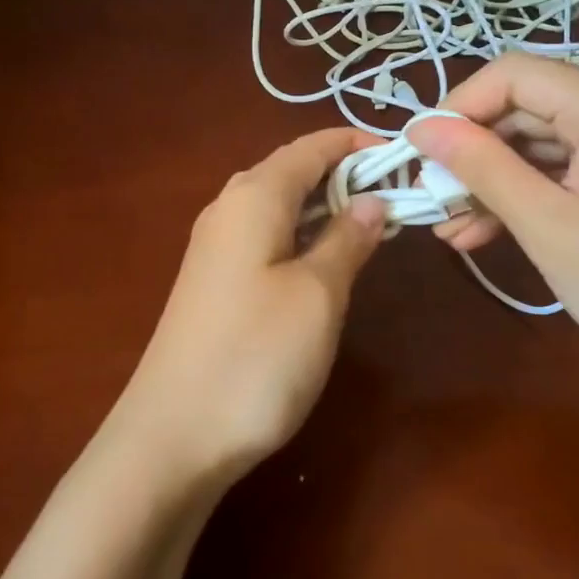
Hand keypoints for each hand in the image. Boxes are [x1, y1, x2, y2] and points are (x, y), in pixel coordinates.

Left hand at [114, 128, 387, 489]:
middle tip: (398, 196)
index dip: (357, 144)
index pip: (311, 146)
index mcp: (253, 196)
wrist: (173, 435)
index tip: (405, 155)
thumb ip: (347, 239)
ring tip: (374, 226)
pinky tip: (327, 263)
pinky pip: (266, 238)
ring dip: (326, 208)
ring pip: (279, 206)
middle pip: (293, 171)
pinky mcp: (214, 283)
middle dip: (345, 175)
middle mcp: (228, 209)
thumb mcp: (319, 294)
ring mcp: (216, 248)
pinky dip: (303, 237)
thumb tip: (371, 200)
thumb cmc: (256, 355)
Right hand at [406, 54, 578, 380]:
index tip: (421, 154)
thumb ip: (482, 167)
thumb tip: (420, 128)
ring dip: (497, 179)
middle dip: (476, 152)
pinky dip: (532, 191)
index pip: (516, 74)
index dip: (459, 107)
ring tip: (452, 227)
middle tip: (433, 200)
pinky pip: (573, 164)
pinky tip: (490, 229)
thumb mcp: (547, 226)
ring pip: (546, 140)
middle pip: (530, 107)